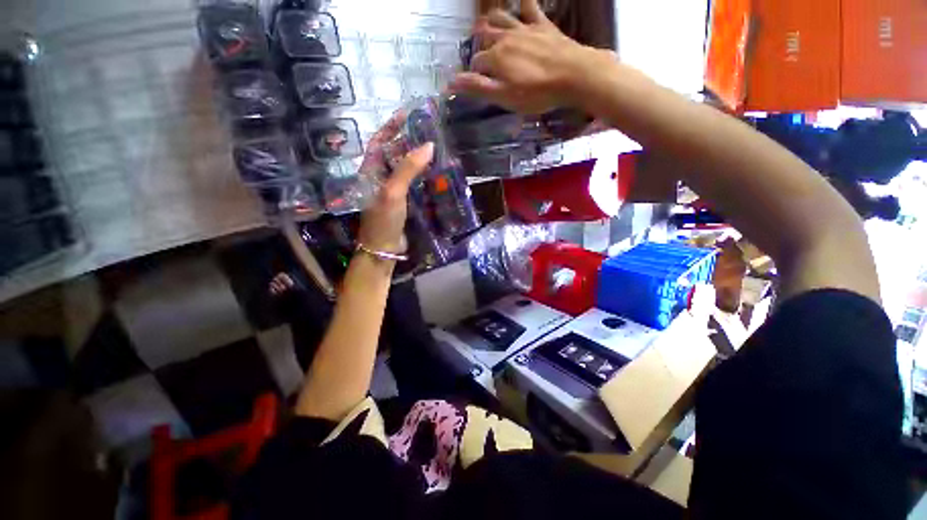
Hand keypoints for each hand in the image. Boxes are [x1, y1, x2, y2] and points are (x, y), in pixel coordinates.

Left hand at [357, 116, 433, 255]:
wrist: (384, 248)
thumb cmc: (383, 219)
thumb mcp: (393, 191)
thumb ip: (408, 168)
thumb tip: (428, 145)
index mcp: (371, 171)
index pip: (379, 142)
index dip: (391, 127)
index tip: (406, 114)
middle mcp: (380, 178)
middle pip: (393, 153)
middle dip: (408, 141)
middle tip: (427, 130)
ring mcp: (392, 191)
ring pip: (404, 168)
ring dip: (417, 158)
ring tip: (434, 148)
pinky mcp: (403, 202)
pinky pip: (413, 183)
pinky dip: (422, 176)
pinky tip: (434, 172)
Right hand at [450, 0, 605, 113]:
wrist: (573, 75)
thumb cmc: (536, 93)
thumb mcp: (504, 96)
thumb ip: (478, 88)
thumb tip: (450, 83)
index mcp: (495, 58)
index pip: (476, 63)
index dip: (473, 73)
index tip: (476, 81)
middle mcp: (505, 38)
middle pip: (485, 36)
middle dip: (478, 42)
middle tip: (477, 48)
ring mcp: (524, 28)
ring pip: (501, 17)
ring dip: (492, 19)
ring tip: (486, 22)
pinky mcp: (542, 25)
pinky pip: (530, 6)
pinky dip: (523, 1)